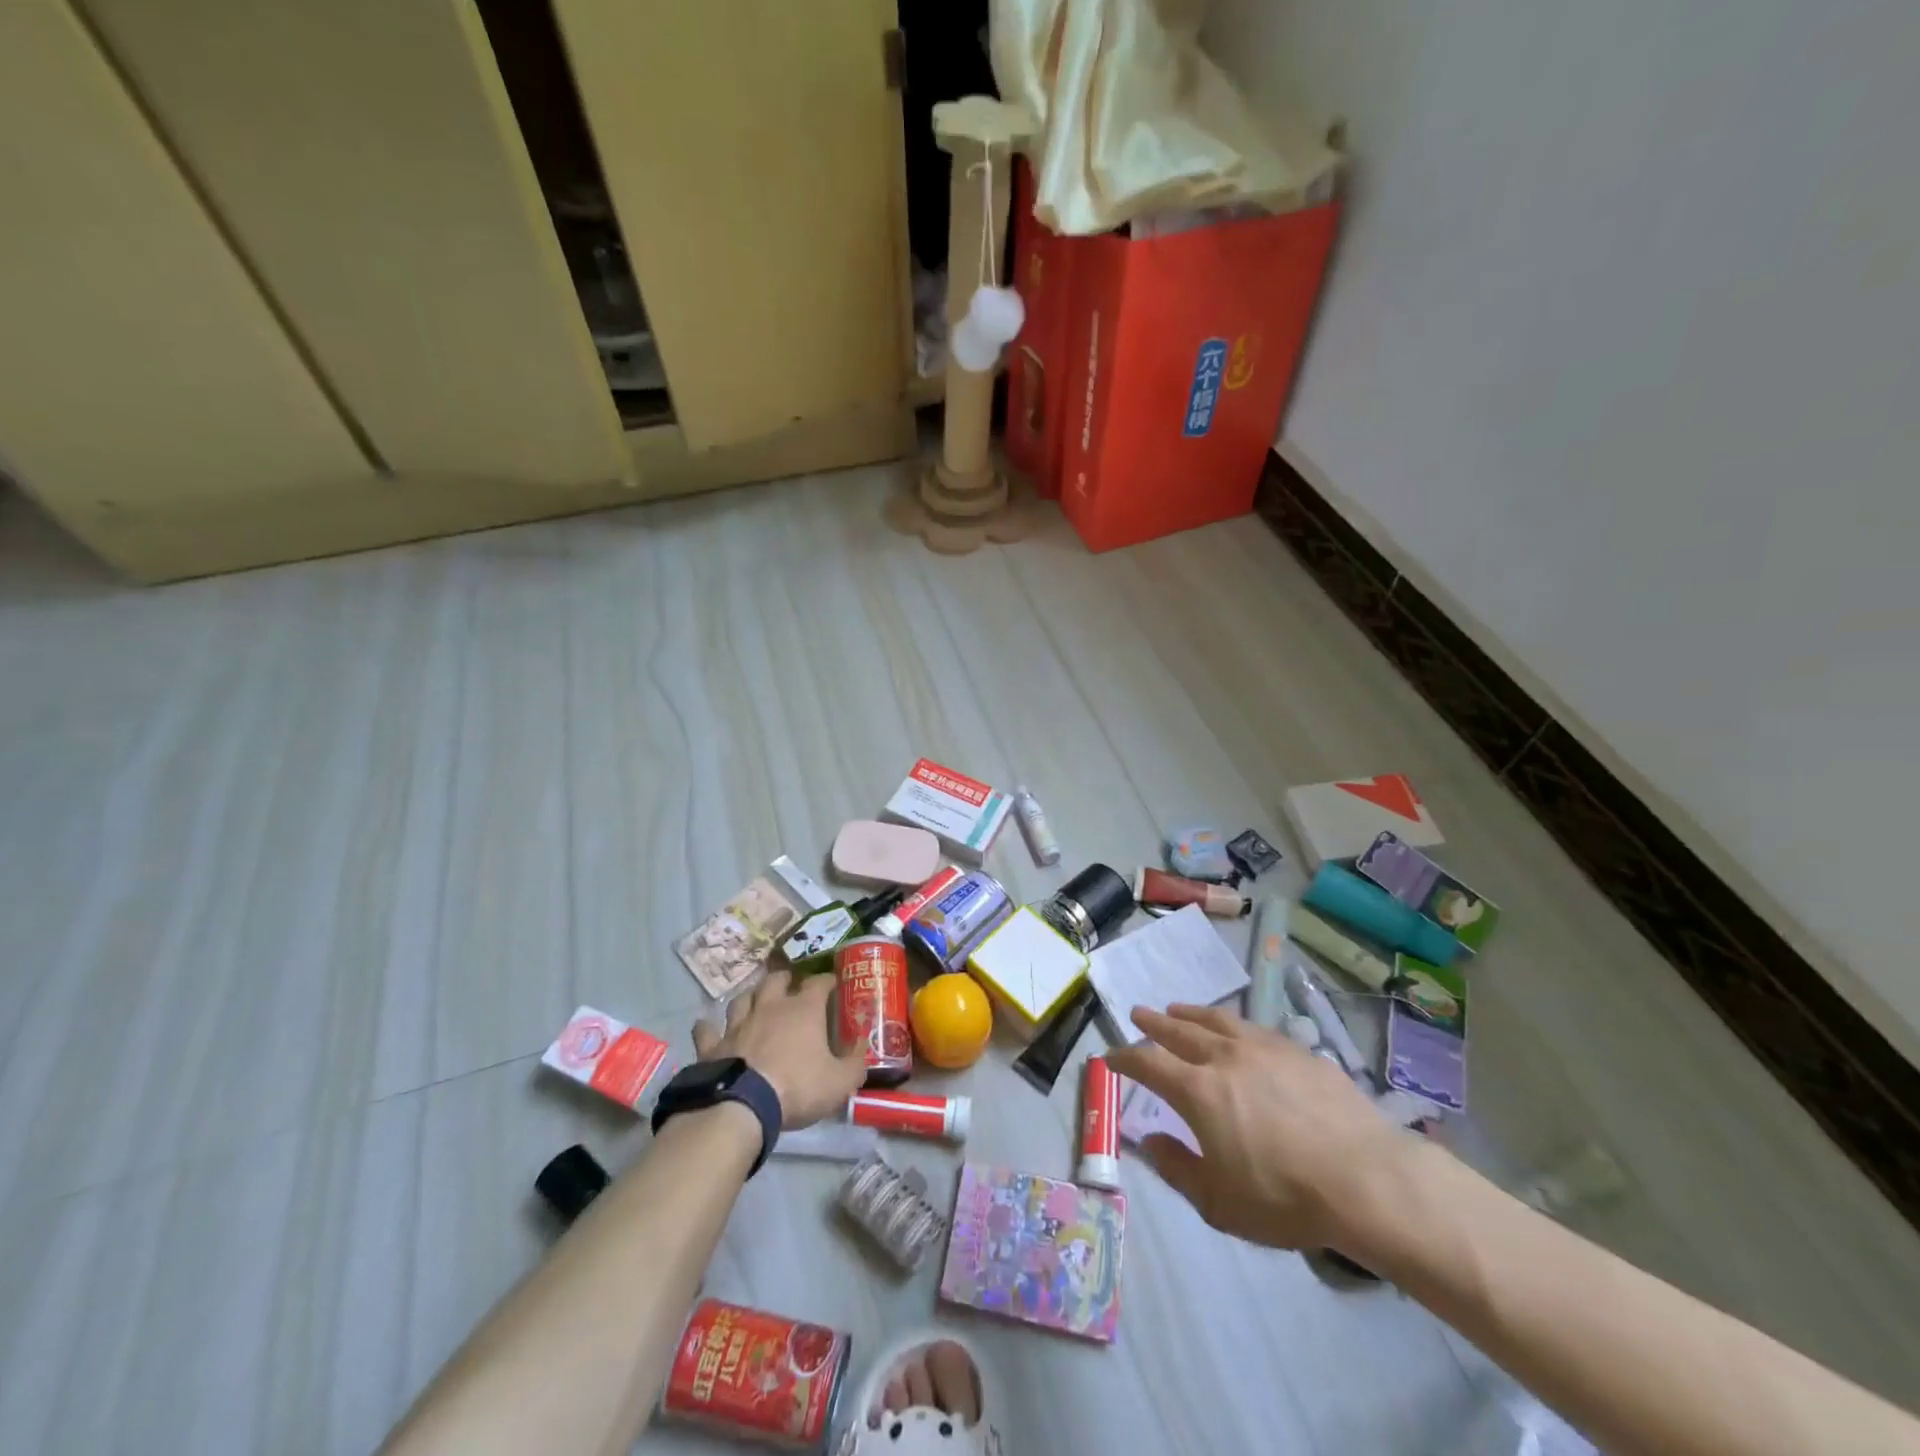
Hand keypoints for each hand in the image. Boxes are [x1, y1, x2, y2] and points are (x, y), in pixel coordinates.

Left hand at [693, 971, 866, 1127]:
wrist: (741, 1106)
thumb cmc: (797, 1088)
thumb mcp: (840, 1081)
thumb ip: (855, 1061)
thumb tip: (862, 1043)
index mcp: (803, 1010)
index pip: (818, 983)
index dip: (827, 981)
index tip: (833, 983)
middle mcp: (770, 1007)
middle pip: (775, 980)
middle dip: (784, 979)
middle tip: (790, 985)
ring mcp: (738, 1024)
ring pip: (742, 998)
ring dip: (750, 997)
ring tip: (755, 1000)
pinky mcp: (713, 1045)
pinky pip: (707, 1030)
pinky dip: (708, 1027)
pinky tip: (707, 1027)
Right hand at [1106, 1003, 1414, 1252]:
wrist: (1367, 1179)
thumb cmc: (1285, 1197)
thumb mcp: (1219, 1202)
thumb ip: (1177, 1168)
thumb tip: (1148, 1140)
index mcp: (1198, 1090)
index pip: (1149, 1063)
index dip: (1125, 1058)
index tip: (1110, 1057)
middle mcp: (1225, 1057)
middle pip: (1179, 1030)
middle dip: (1154, 1022)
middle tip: (1138, 1013)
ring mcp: (1264, 1048)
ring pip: (1217, 1020)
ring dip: (1191, 1013)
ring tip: (1178, 1009)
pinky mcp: (1299, 1051)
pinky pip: (1254, 1028)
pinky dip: (1233, 1025)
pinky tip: (1237, 1032)